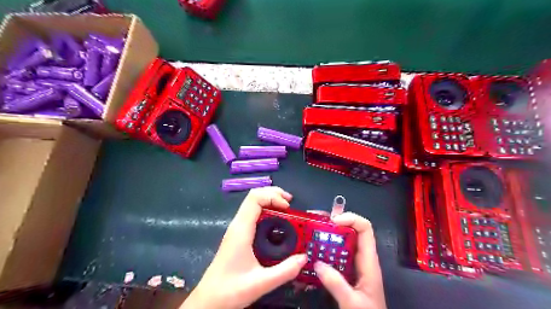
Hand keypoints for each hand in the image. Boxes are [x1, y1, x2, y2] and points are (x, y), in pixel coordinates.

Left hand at [182, 185, 308, 308]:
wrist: (208, 301)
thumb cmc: (230, 290)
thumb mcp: (260, 283)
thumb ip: (284, 271)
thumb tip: (304, 257)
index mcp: (241, 230)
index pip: (255, 198)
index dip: (273, 196)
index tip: (288, 207)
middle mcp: (238, 224)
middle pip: (254, 196)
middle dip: (273, 194)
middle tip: (291, 202)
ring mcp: (236, 229)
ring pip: (252, 203)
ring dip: (270, 200)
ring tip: (287, 209)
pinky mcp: (238, 235)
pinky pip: (252, 214)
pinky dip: (266, 210)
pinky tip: (276, 222)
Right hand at [315, 212, 386, 308]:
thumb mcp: (352, 303)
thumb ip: (336, 284)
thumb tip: (317, 263)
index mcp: (368, 261)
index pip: (365, 229)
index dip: (350, 218)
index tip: (331, 221)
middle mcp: (362, 257)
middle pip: (351, 229)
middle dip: (333, 222)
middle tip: (313, 221)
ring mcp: (354, 263)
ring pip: (342, 240)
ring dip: (326, 233)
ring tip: (309, 231)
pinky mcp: (346, 270)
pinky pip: (335, 252)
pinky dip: (324, 248)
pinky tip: (312, 250)